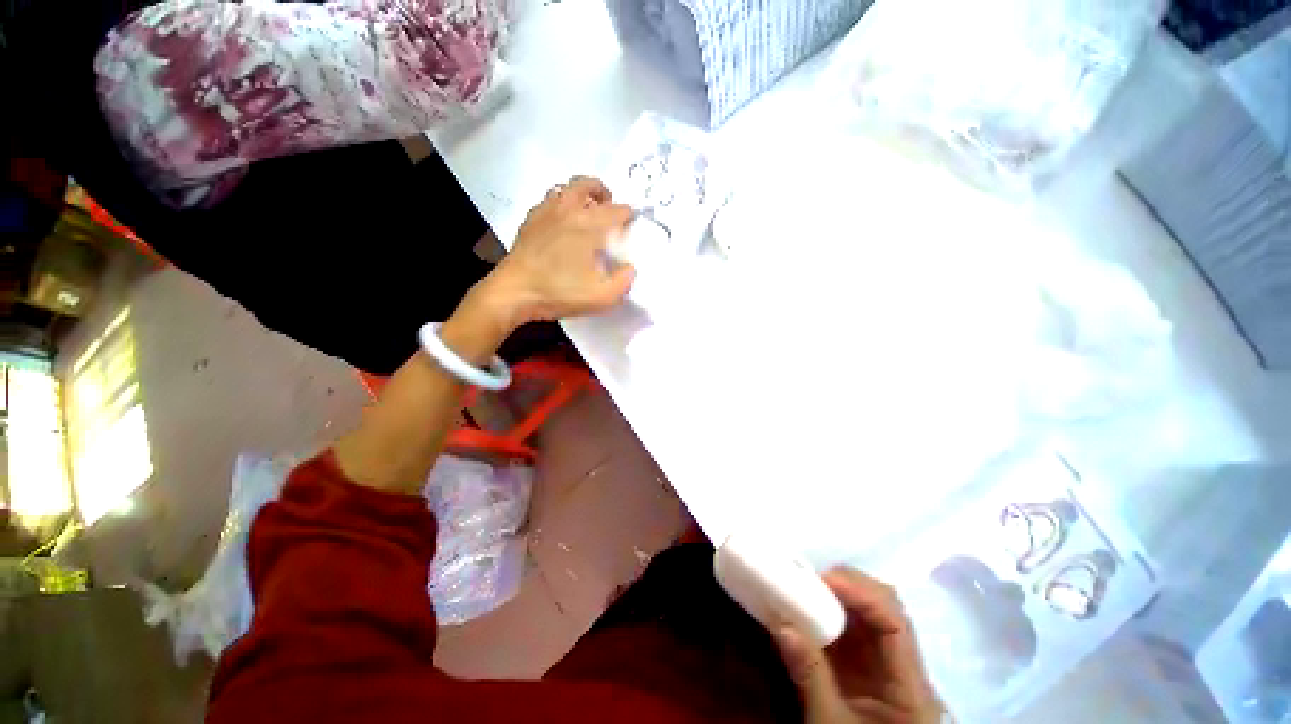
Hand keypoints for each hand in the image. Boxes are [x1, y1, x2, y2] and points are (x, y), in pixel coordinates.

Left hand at [479, 176, 635, 330]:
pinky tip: (562, 222)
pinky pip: (549, 200)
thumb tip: (630, 268)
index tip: (630, 224)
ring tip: (586, 212)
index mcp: (588, 226)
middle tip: (608, 207)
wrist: (516, 291)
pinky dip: (561, 204)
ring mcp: (545, 212)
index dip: (627, 215)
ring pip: (565, 188)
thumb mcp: (601, 297)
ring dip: (580, 194)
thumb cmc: (560, 292)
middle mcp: (568, 210)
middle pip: (587, 184)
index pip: (615, 210)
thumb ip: (623, 282)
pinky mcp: (530, 220)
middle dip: (603, 192)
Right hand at [773, 568, 944, 723]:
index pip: (895, 623)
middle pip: (886, 608)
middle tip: (808, 578)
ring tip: (804, 585)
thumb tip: (781, 624)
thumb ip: (810, 676)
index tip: (823, 579)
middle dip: (848, 585)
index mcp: (911, 688)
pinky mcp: (865, 667)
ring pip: (868, 613)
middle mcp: (903, 667)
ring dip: (836, 594)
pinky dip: (828, 611)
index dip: (862, 593)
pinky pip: (851, 628)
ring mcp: (884, 665)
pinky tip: (808, 605)